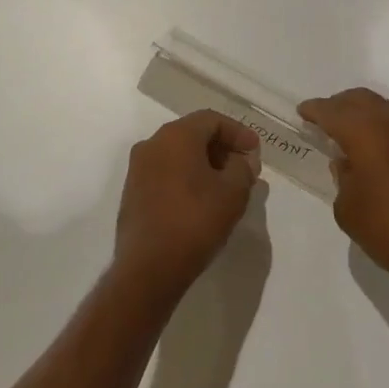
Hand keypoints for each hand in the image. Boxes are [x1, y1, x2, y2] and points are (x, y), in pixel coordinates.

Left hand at [114, 111, 262, 298]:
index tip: (256, 152)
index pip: (211, 119)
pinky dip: (186, 178)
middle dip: (222, 148)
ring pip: (177, 154)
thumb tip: (243, 161)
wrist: (148, 268)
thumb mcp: (232, 193)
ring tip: (226, 187)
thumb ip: (243, 169)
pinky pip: (165, 173)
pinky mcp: (132, 192)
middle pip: (193, 134)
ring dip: (204, 164)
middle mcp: (152, 144)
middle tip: (244, 169)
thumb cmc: (194, 221)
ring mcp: (138, 168)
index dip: (238, 132)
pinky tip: (202, 201)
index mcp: (175, 136)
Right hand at [299, 87, 388, 299]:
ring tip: (354, 131)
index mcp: (366, 134)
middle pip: (362, 99)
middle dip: (340, 105)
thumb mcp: (349, 210)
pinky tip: (384, 152)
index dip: (315, 110)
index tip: (303, 112)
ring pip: (388, 108)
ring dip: (367, 113)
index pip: (333, 112)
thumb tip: (347, 164)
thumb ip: (342, 179)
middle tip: (326, 118)